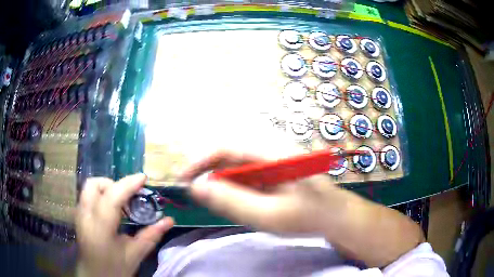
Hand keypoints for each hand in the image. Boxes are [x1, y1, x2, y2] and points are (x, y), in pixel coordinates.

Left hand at [76, 174, 173, 276]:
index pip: (112, 197)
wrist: (95, 275)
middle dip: (112, 184)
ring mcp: (79, 214)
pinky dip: (101, 195)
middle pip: (93, 184)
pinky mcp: (78, 216)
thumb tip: (169, 220)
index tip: (143, 178)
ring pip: (89, 187)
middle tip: (128, 195)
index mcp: (100, 228)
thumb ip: (151, 236)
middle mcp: (86, 216)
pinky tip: (111, 210)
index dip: (128, 184)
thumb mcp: (135, 255)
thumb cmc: (115, 268)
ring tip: (121, 202)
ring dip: (106, 188)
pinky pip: (88, 195)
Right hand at [181, 151, 423, 266]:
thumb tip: (197, 188)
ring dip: (230, 190)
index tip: (184, 180)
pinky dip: (242, 193)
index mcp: (271, 153)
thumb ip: (232, 202)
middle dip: (215, 181)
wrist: (336, 216)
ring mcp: (273, 162)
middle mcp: (271, 152)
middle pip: (231, 160)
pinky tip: (253, 207)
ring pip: (239, 171)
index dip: (201, 162)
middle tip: (213, 205)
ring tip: (242, 209)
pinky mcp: (275, 173)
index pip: (226, 149)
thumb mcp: (268, 215)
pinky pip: (249, 179)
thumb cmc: (308, 216)